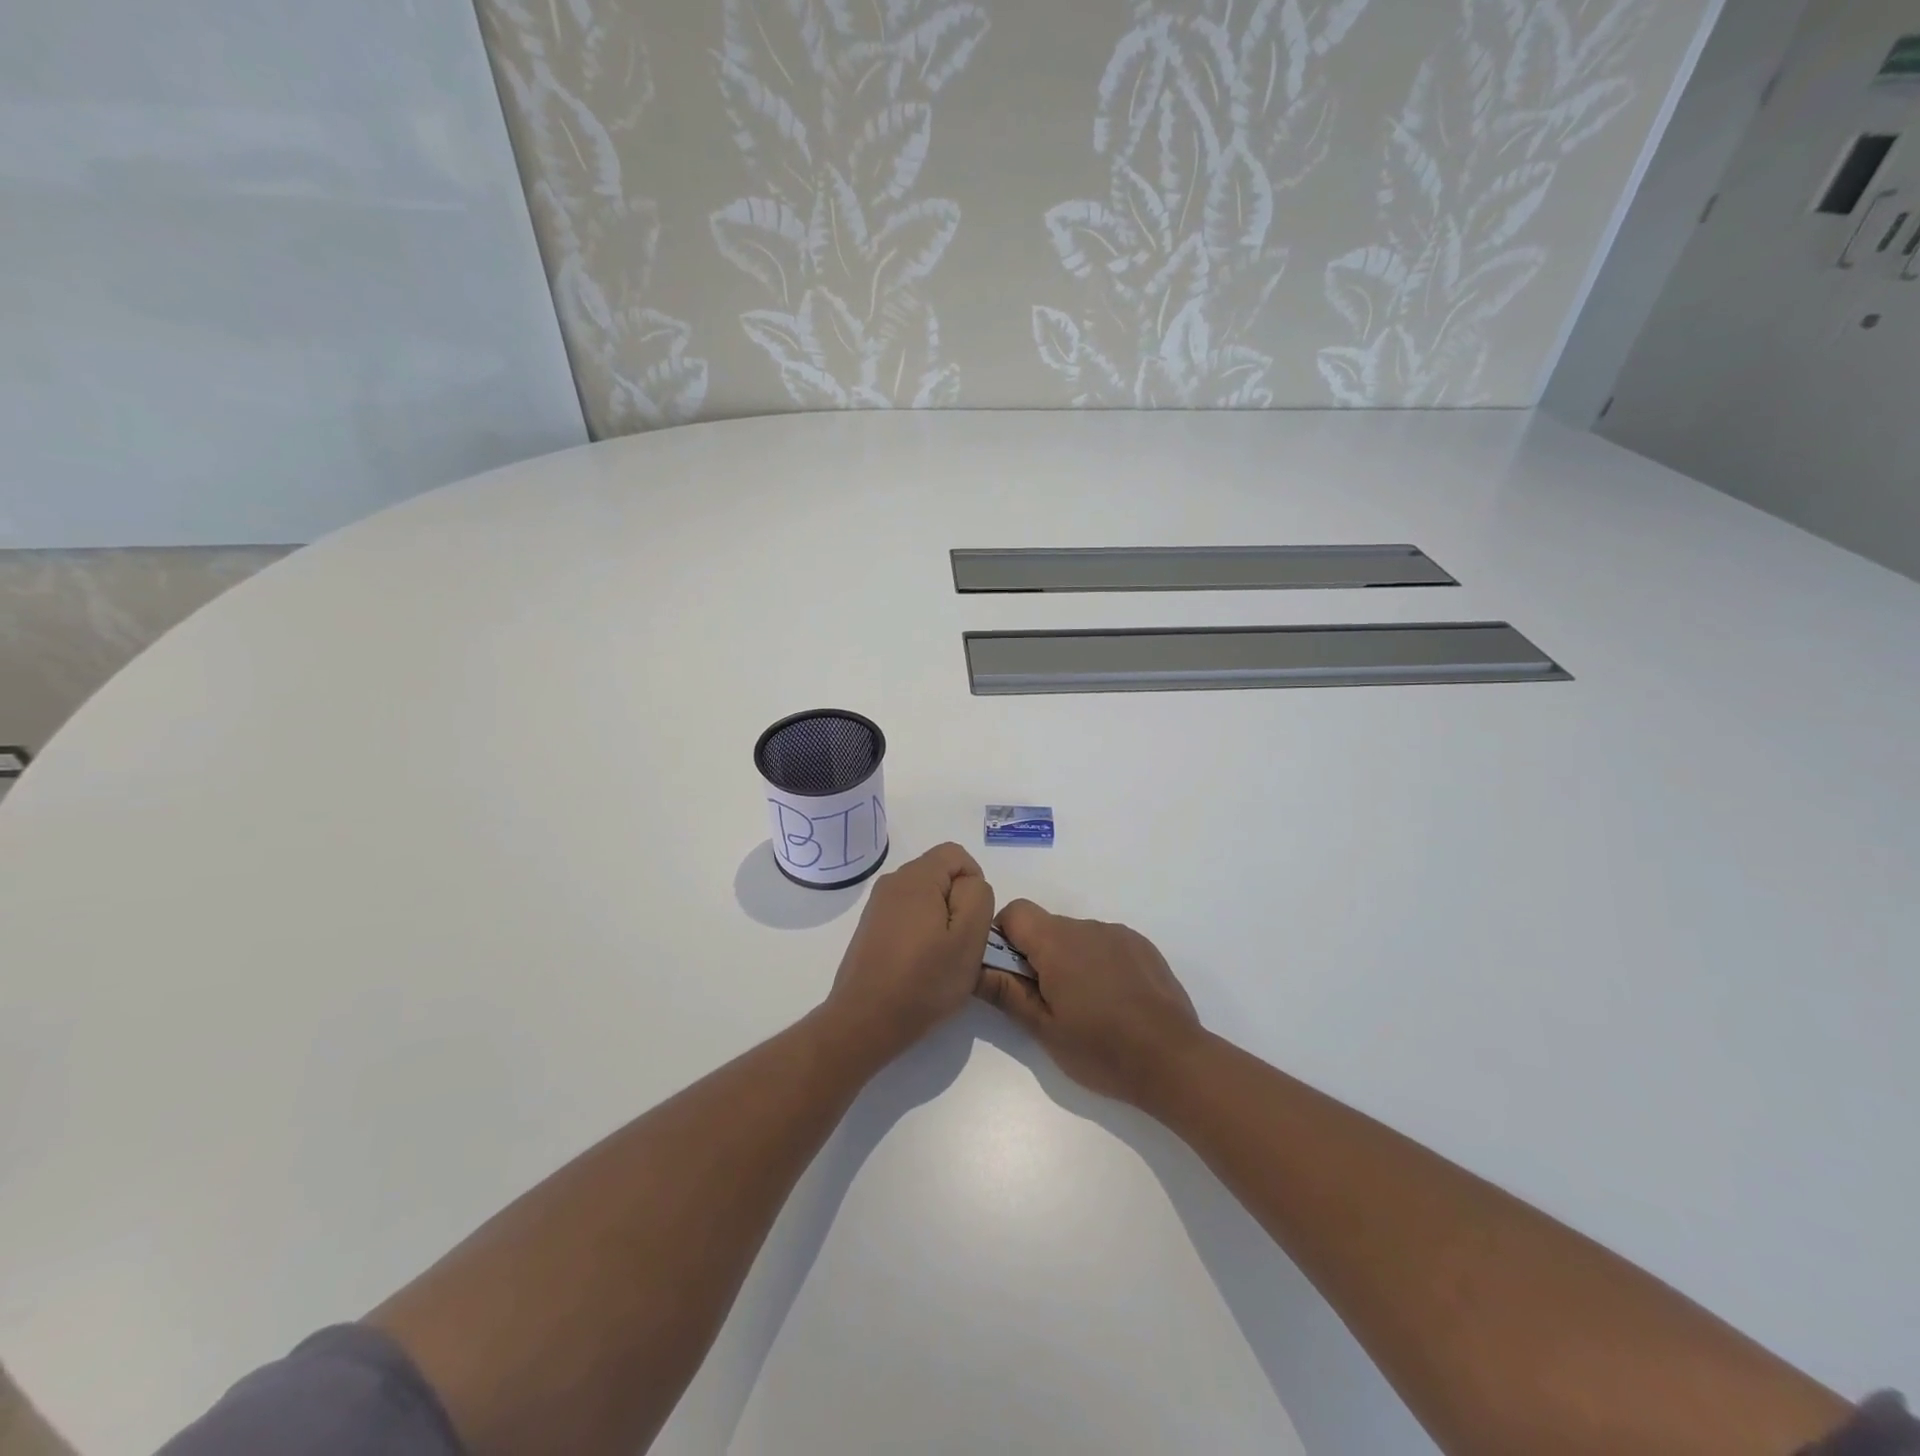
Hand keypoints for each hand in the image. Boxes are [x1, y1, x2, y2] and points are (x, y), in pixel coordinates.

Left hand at [821, 843, 994, 1063]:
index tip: (975, 922)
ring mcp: (877, 906)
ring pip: (924, 898)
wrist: (865, 1021)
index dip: (975, 883)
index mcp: (916, 877)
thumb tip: (970, 884)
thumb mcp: (969, 938)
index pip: (956, 855)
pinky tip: (919, 966)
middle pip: (940, 875)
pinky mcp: (871, 929)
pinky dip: (921, 933)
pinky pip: (907, 916)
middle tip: (961, 944)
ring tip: (941, 959)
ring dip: (940, 921)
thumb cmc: (923, 980)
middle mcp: (892, 882)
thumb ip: (978, 897)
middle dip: (958, 903)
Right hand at [975, 900, 1203, 1106]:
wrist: (1173, 1060)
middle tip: (1046, 1001)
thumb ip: (1006, 993)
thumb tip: (974, 969)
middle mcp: (1087, 927)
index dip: (1003, 937)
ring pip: (1077, 937)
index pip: (1015, 912)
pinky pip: (1106, 944)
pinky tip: (1113, 1002)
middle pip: (1046, 926)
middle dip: (1037, 955)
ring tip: (1084, 1007)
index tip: (1009, 974)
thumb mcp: (1044, 1028)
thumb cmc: (1101, 1048)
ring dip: (1069, 960)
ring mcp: (1119, 934)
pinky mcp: (1143, 947)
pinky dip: (1098, 964)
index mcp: (1057, 942)